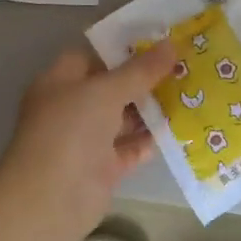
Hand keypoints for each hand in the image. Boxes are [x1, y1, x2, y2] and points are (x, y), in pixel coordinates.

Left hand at [0, 44, 177, 240]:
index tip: (159, 42)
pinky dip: (148, 141)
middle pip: (111, 87)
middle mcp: (71, 108)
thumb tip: (171, 44)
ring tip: (189, 94)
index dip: (123, 48)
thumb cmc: (70, 130)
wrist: (51, 198)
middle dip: (144, 80)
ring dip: (151, 110)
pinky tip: (178, 130)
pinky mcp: (101, 168)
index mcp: (60, 81)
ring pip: (122, 119)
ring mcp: (86, 140)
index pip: (93, 56)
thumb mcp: (106, 91)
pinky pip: (129, 149)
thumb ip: (140, 70)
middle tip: (183, 66)